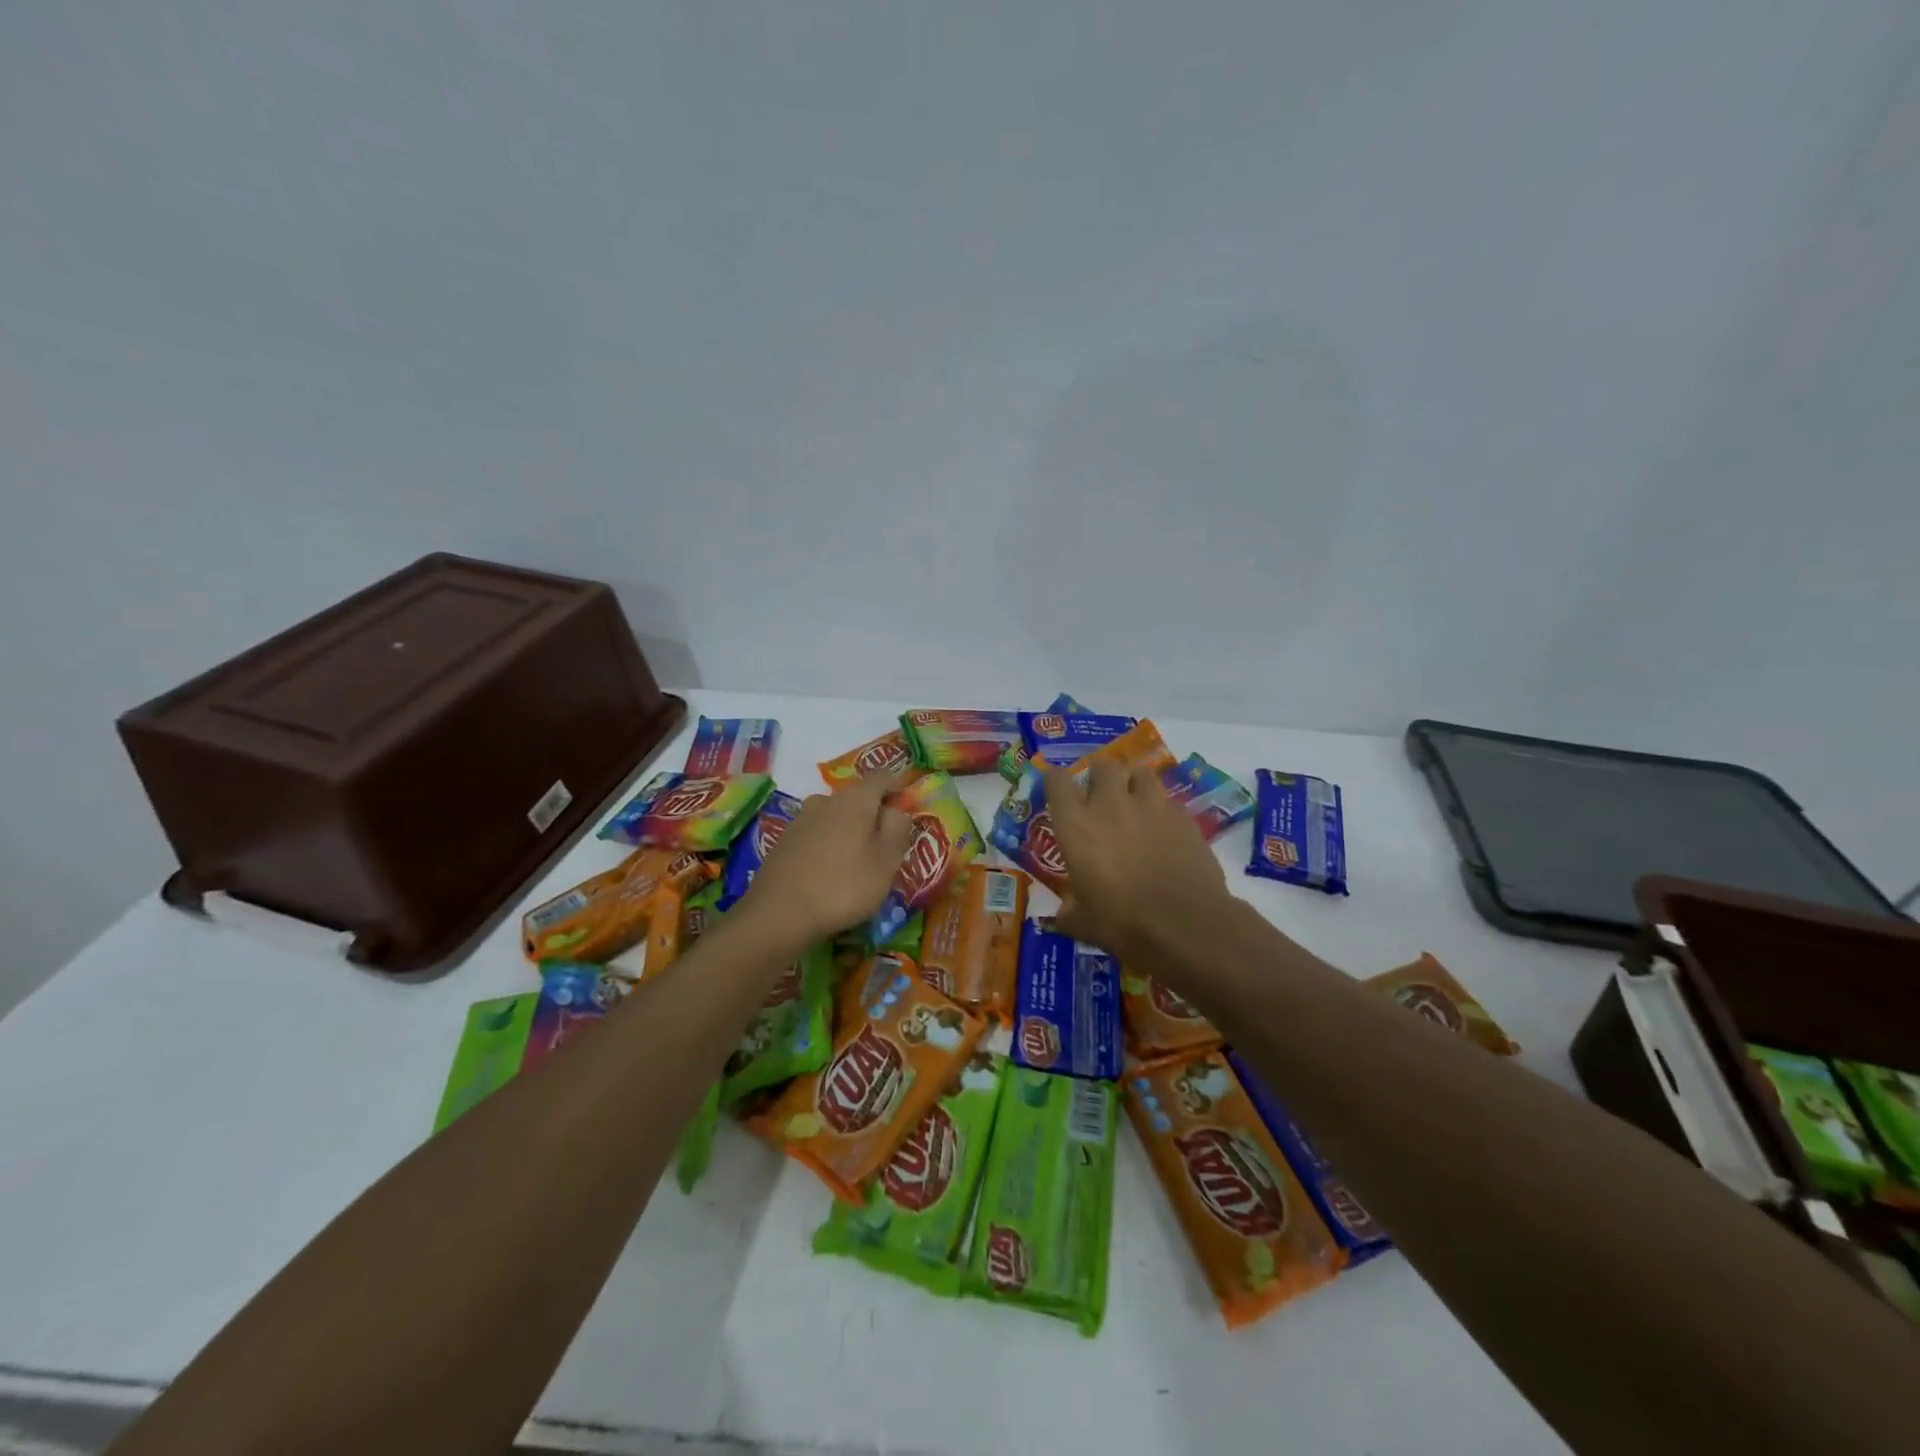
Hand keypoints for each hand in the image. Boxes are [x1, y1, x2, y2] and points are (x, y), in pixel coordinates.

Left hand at [737, 769, 914, 945]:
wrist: (778, 914)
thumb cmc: (844, 886)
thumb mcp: (887, 861)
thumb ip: (898, 828)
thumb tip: (895, 810)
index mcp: (855, 798)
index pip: (882, 777)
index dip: (898, 787)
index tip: (906, 808)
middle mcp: (825, 799)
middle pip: (857, 798)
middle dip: (873, 816)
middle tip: (885, 847)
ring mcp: (801, 819)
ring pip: (835, 817)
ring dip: (849, 832)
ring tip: (857, 863)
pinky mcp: (784, 841)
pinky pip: (816, 835)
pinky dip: (828, 846)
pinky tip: (829, 872)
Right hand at [1043, 758, 1232, 965]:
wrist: (1185, 924)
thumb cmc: (1122, 922)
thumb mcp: (1081, 923)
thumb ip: (1068, 911)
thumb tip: (1063, 915)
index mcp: (1076, 825)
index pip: (1057, 782)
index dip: (1054, 780)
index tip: (1055, 787)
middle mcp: (1111, 804)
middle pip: (1103, 765)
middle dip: (1099, 774)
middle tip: (1100, 794)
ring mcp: (1151, 806)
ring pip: (1140, 774)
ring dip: (1134, 784)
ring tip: (1135, 802)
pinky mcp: (1183, 817)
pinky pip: (1168, 802)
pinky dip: (1162, 810)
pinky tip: (1164, 830)